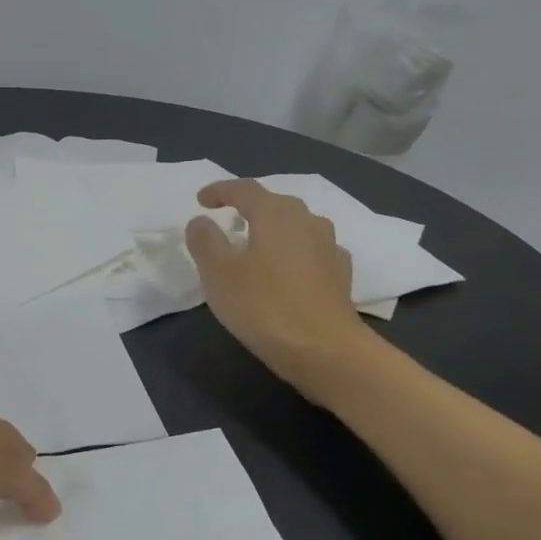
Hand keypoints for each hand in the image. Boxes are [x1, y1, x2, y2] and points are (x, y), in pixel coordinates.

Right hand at [186, 179, 369, 390]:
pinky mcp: (339, 275)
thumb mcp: (218, 273)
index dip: (220, 191)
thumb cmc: (263, 306)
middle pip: (275, 204)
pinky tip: (286, 270)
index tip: (201, 200)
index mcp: (275, 214)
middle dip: (249, 207)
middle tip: (228, 220)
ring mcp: (329, 247)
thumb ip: (205, 240)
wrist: (324, 350)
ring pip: (296, 226)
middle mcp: (307, 221)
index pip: (245, 189)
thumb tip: (201, 221)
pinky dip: (293, 253)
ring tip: (255, 245)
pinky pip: (311, 251)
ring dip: (273, 230)